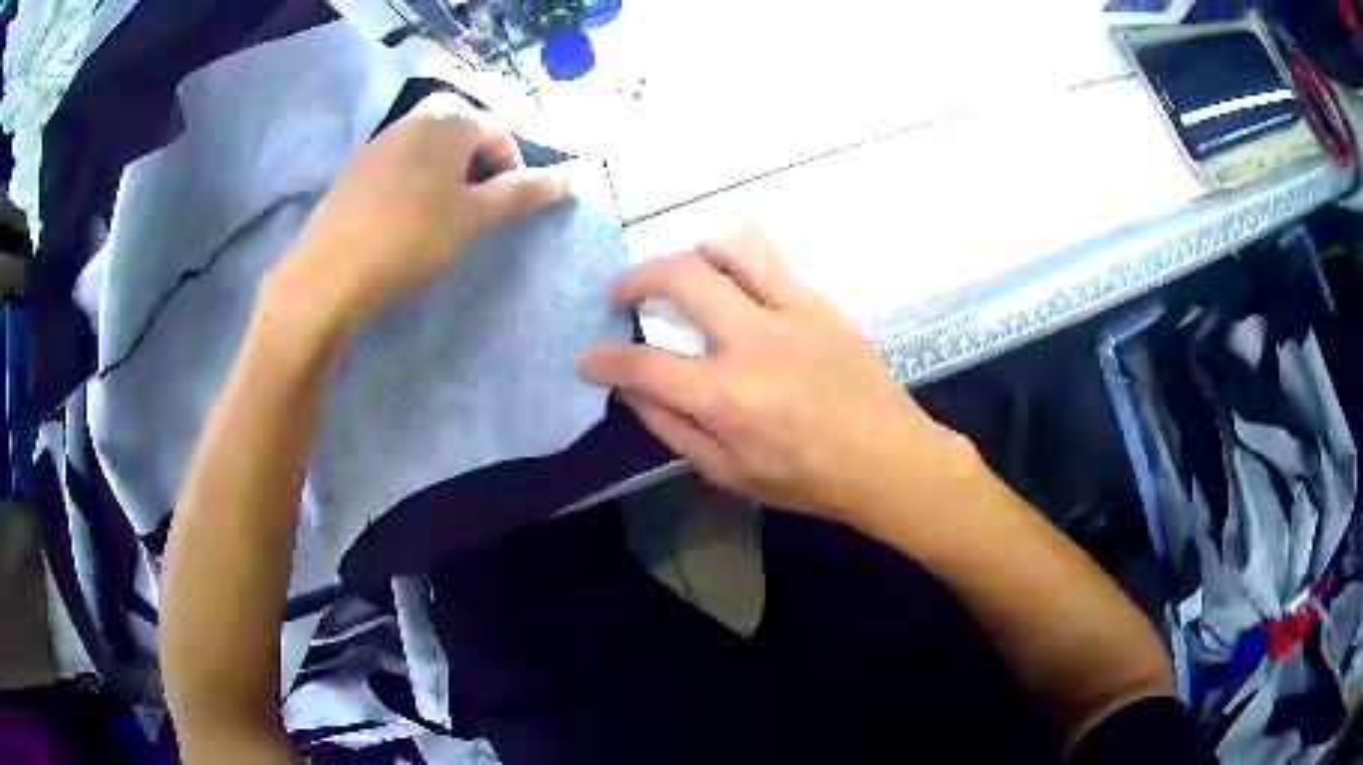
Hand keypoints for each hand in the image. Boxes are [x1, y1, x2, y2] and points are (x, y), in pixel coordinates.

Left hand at [272, 93, 567, 327]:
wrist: (328, 272)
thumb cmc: (410, 237)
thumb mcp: (473, 217)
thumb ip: (520, 193)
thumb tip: (568, 179)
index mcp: (449, 120)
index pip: (499, 130)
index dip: (513, 165)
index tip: (508, 204)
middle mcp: (415, 117)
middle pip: (462, 127)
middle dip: (478, 159)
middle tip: (477, 201)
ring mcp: (381, 139)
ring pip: (428, 142)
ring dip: (446, 167)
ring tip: (442, 210)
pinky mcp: (356, 166)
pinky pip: (399, 159)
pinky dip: (414, 176)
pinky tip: (404, 214)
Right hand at [579, 225, 969, 527]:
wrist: (887, 459)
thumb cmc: (806, 479)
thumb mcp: (727, 473)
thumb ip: (671, 428)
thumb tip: (629, 392)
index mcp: (726, 396)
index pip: (643, 364)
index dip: (603, 359)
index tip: (587, 356)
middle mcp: (753, 341)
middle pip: (680, 276)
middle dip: (635, 277)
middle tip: (621, 292)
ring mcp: (791, 313)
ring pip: (732, 246)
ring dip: (694, 252)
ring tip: (684, 274)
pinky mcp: (820, 303)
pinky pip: (771, 262)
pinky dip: (738, 266)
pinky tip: (736, 292)